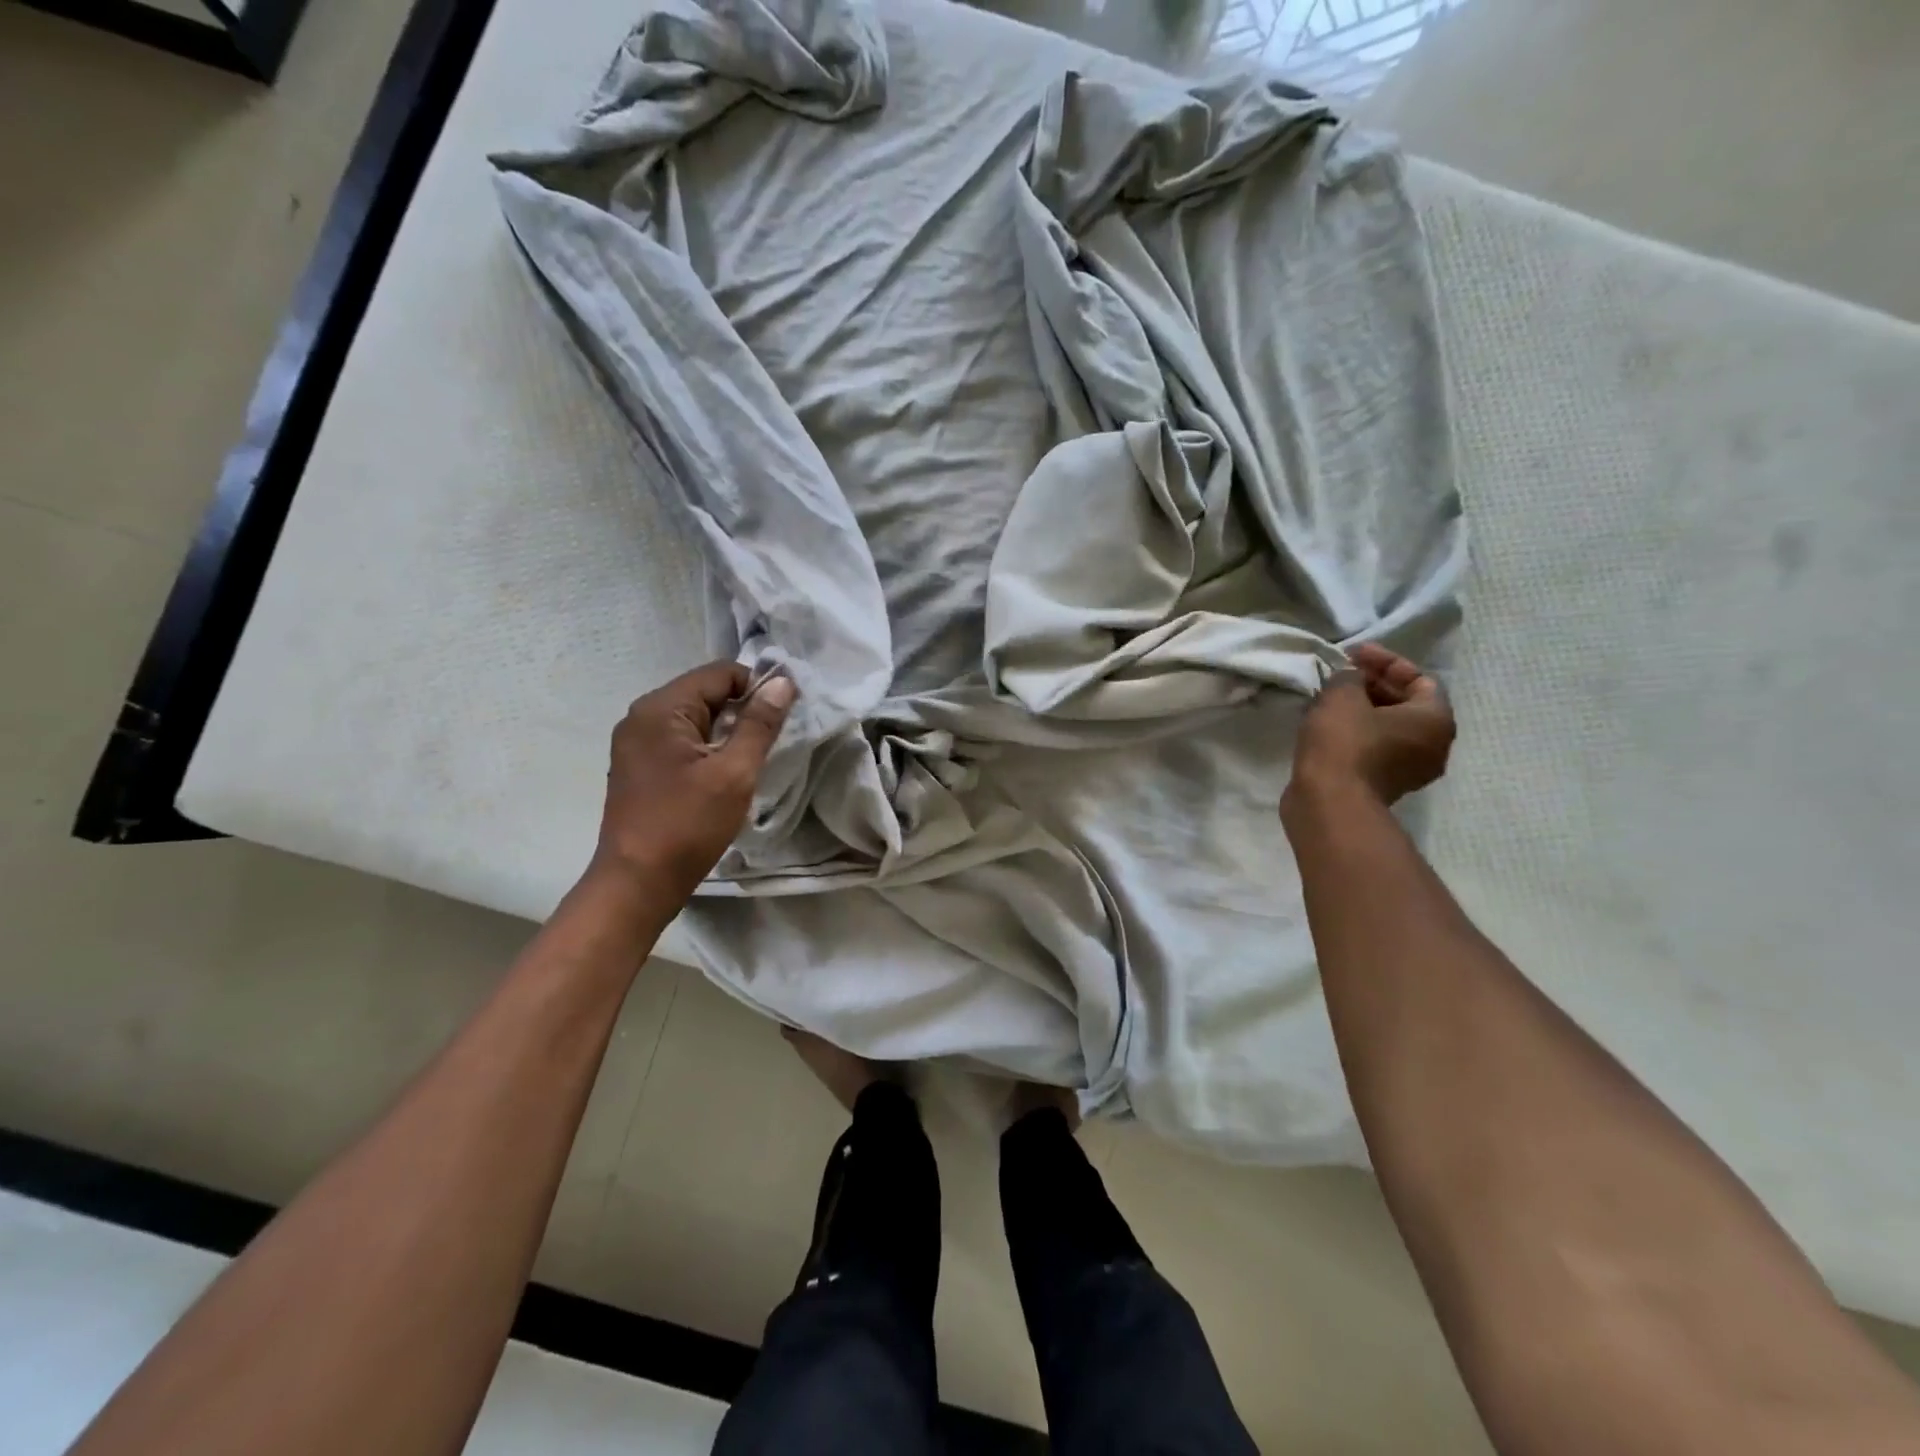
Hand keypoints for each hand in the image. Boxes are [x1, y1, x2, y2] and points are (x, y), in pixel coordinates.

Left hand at [592, 662, 796, 902]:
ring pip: (694, 717)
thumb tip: (782, 682)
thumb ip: (759, 724)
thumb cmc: (687, 825)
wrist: (637, 883)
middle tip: (772, 740)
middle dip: (742, 709)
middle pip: (705, 692)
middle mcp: (642, 716)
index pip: (719, 673)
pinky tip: (724, 773)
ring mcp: (636, 742)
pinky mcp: (639, 766)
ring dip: (727, 730)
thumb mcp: (734, 773)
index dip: (757, 687)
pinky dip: (707, 747)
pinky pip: (681, 739)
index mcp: (660, 709)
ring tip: (752, 758)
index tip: (785, 715)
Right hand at [1286, 644, 1454, 810]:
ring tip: (1330, 698)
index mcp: (1436, 720)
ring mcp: (1410, 770)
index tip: (1352, 654)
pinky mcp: (1384, 785)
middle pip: (1406, 704)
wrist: (1330, 802)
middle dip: (1373, 685)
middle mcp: (1433, 745)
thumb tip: (1350, 678)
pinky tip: (1328, 725)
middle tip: (1341, 675)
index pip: (1418, 678)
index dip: (1385, 661)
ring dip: (1362, 710)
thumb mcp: (1343, 696)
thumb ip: (1349, 677)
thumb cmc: (1345, 742)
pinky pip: (1375, 748)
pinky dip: (1357, 732)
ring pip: (1388, 728)